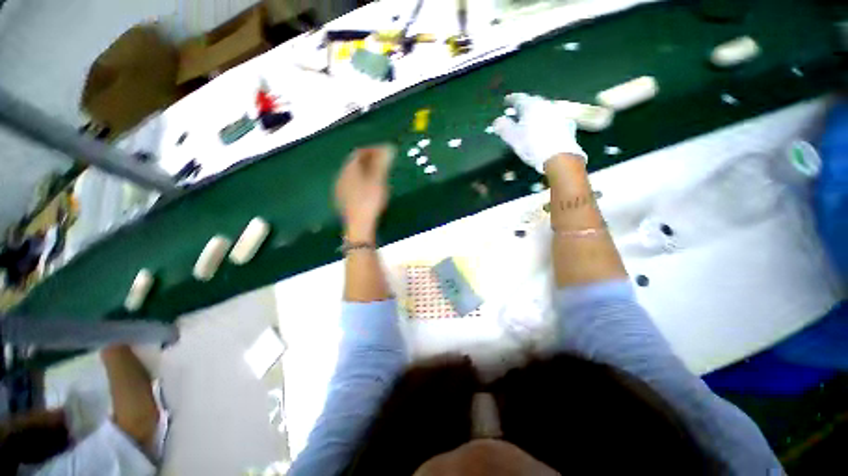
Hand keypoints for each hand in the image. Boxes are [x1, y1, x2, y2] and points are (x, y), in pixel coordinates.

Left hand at [335, 145, 394, 240]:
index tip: (386, 152)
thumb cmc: (370, 200)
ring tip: (378, 175)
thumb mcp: (379, 180)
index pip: (360, 152)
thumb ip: (382, 162)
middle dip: (369, 160)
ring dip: (365, 171)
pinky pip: (351, 184)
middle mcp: (341, 175)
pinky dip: (360, 181)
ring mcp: (340, 188)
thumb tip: (389, 147)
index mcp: (350, 168)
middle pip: (355, 162)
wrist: (359, 225)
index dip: (373, 149)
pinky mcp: (341, 199)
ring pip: (352, 174)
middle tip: (383, 163)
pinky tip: (367, 189)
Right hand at [492, 93, 585, 173]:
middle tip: (515, 112)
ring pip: (543, 110)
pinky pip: (553, 119)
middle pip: (532, 102)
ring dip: (535, 114)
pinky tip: (544, 128)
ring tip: (529, 121)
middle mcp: (546, 105)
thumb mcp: (512, 137)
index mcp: (531, 105)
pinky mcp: (567, 125)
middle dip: (523, 107)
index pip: (518, 98)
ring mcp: (559, 113)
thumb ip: (503, 127)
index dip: (510, 100)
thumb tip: (497, 121)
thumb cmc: (532, 145)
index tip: (505, 101)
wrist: (559, 157)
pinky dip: (545, 122)